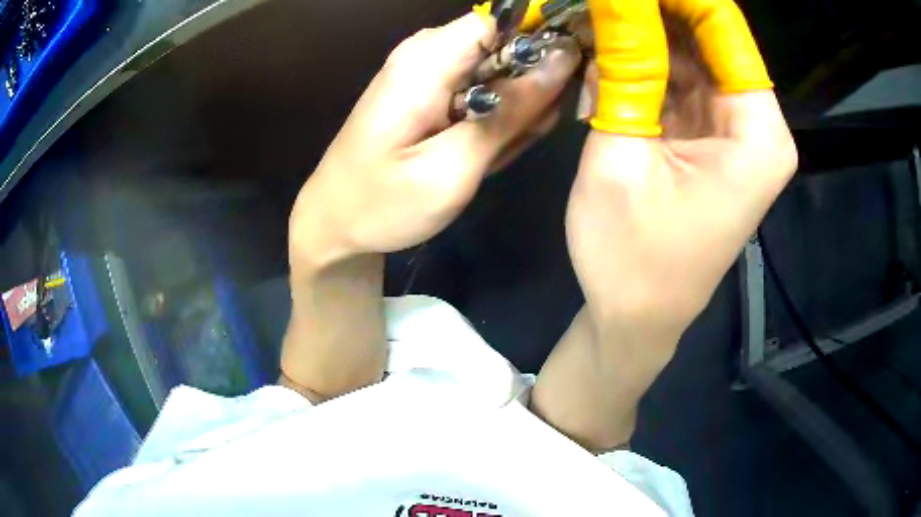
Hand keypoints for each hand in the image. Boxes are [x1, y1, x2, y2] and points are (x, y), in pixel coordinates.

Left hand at [289, 12, 580, 270]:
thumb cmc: (382, 204)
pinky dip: (491, 121)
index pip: (503, 21)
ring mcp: (426, 71)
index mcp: (427, 59)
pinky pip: (480, 91)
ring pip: (498, 73)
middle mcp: (426, 52)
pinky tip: (479, 154)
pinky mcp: (428, 91)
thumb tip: (559, 63)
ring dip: (511, 112)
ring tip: (492, 156)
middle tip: (519, 139)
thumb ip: (509, 113)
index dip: (538, 46)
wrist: (334, 222)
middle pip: (504, 46)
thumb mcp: (452, 168)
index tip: (559, 88)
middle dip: (528, 90)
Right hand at [531, 0, 796, 449]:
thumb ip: (625, 68)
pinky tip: (598, 56)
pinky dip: (639, 65)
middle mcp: (756, 124)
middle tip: (597, 6)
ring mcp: (732, 130)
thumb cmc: (631, 258)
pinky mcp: (709, 138)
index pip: (721, 27)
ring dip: (637, 36)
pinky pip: (677, 81)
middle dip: (647, 13)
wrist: (636, 318)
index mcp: (757, 132)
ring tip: (587, 23)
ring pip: (687, 55)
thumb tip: (614, 1)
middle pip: (705, 38)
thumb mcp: (620, 157)